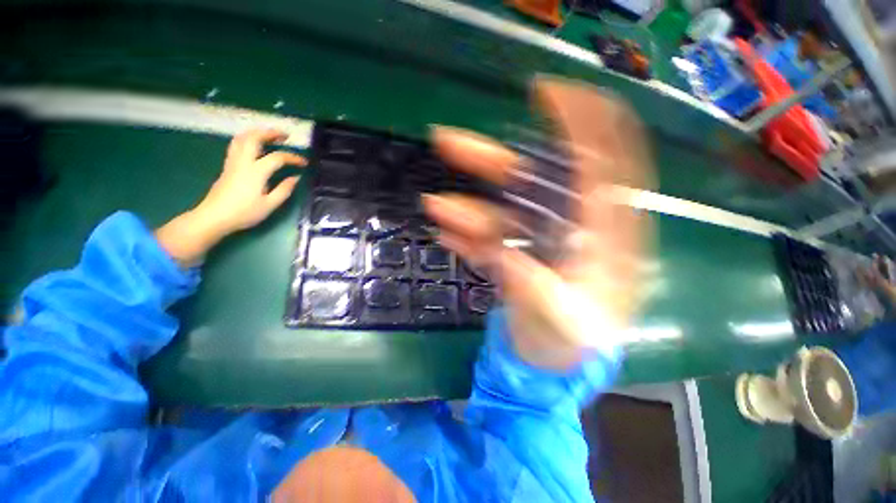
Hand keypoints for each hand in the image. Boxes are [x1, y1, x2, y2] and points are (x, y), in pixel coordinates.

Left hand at [156, 129, 306, 266]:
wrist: (214, 217)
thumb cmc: (244, 213)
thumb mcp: (269, 205)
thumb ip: (284, 190)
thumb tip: (295, 178)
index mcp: (256, 172)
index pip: (277, 158)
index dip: (293, 158)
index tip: (304, 163)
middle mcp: (243, 162)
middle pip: (255, 138)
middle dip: (271, 133)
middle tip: (285, 136)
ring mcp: (233, 162)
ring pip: (242, 138)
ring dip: (257, 133)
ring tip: (270, 136)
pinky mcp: (228, 166)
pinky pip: (237, 145)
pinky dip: (248, 139)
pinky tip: (255, 146)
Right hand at [424, 77, 652, 370]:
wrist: (552, 365)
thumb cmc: (570, 346)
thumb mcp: (562, 323)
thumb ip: (537, 286)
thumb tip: (503, 252)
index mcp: (602, 238)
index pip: (600, 165)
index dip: (580, 124)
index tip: (545, 92)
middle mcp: (568, 230)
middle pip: (534, 182)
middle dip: (491, 162)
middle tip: (448, 141)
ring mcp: (536, 241)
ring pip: (501, 210)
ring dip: (467, 208)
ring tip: (435, 208)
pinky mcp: (514, 254)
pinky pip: (488, 238)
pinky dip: (468, 237)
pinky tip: (449, 238)